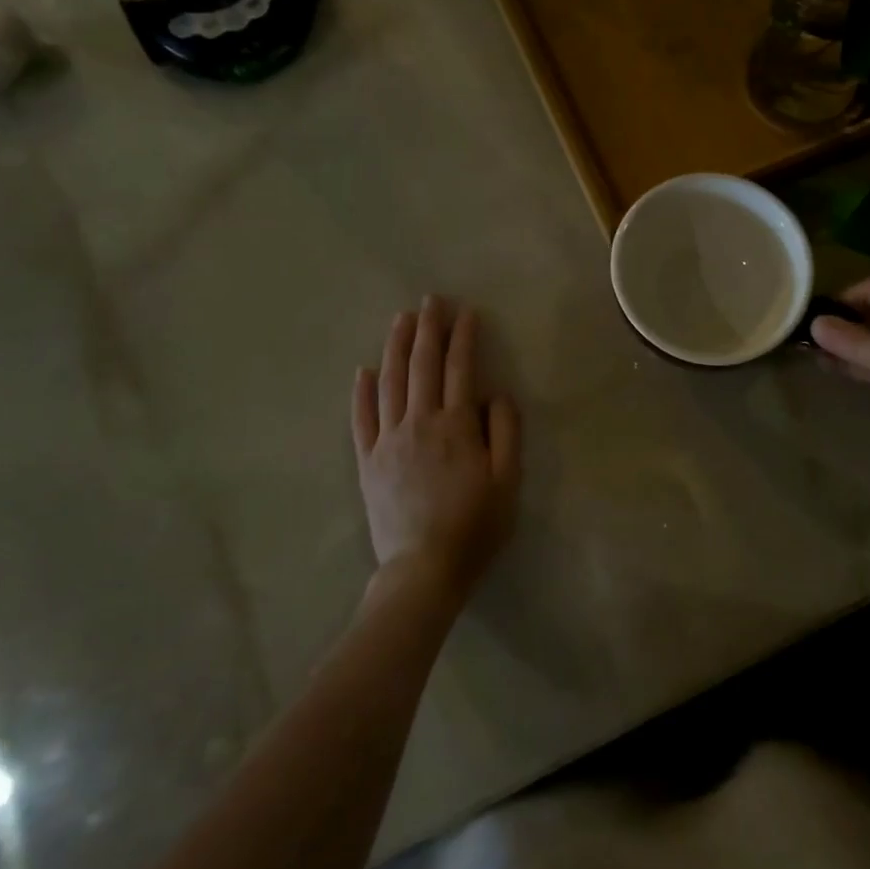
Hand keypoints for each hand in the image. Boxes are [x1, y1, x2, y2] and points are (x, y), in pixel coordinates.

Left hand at [353, 297, 520, 599]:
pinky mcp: (368, 462)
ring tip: (401, 320)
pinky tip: (364, 370)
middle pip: (421, 366)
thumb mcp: (508, 480)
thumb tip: (496, 394)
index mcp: (455, 426)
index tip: (466, 312)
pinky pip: (361, 419)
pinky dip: (362, 392)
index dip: (463, 338)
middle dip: (428, 329)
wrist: (424, 568)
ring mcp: (388, 441)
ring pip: (389, 383)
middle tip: (430, 300)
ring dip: (395, 347)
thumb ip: (506, 432)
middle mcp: (419, 423)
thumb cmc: (475, 525)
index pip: (459, 369)